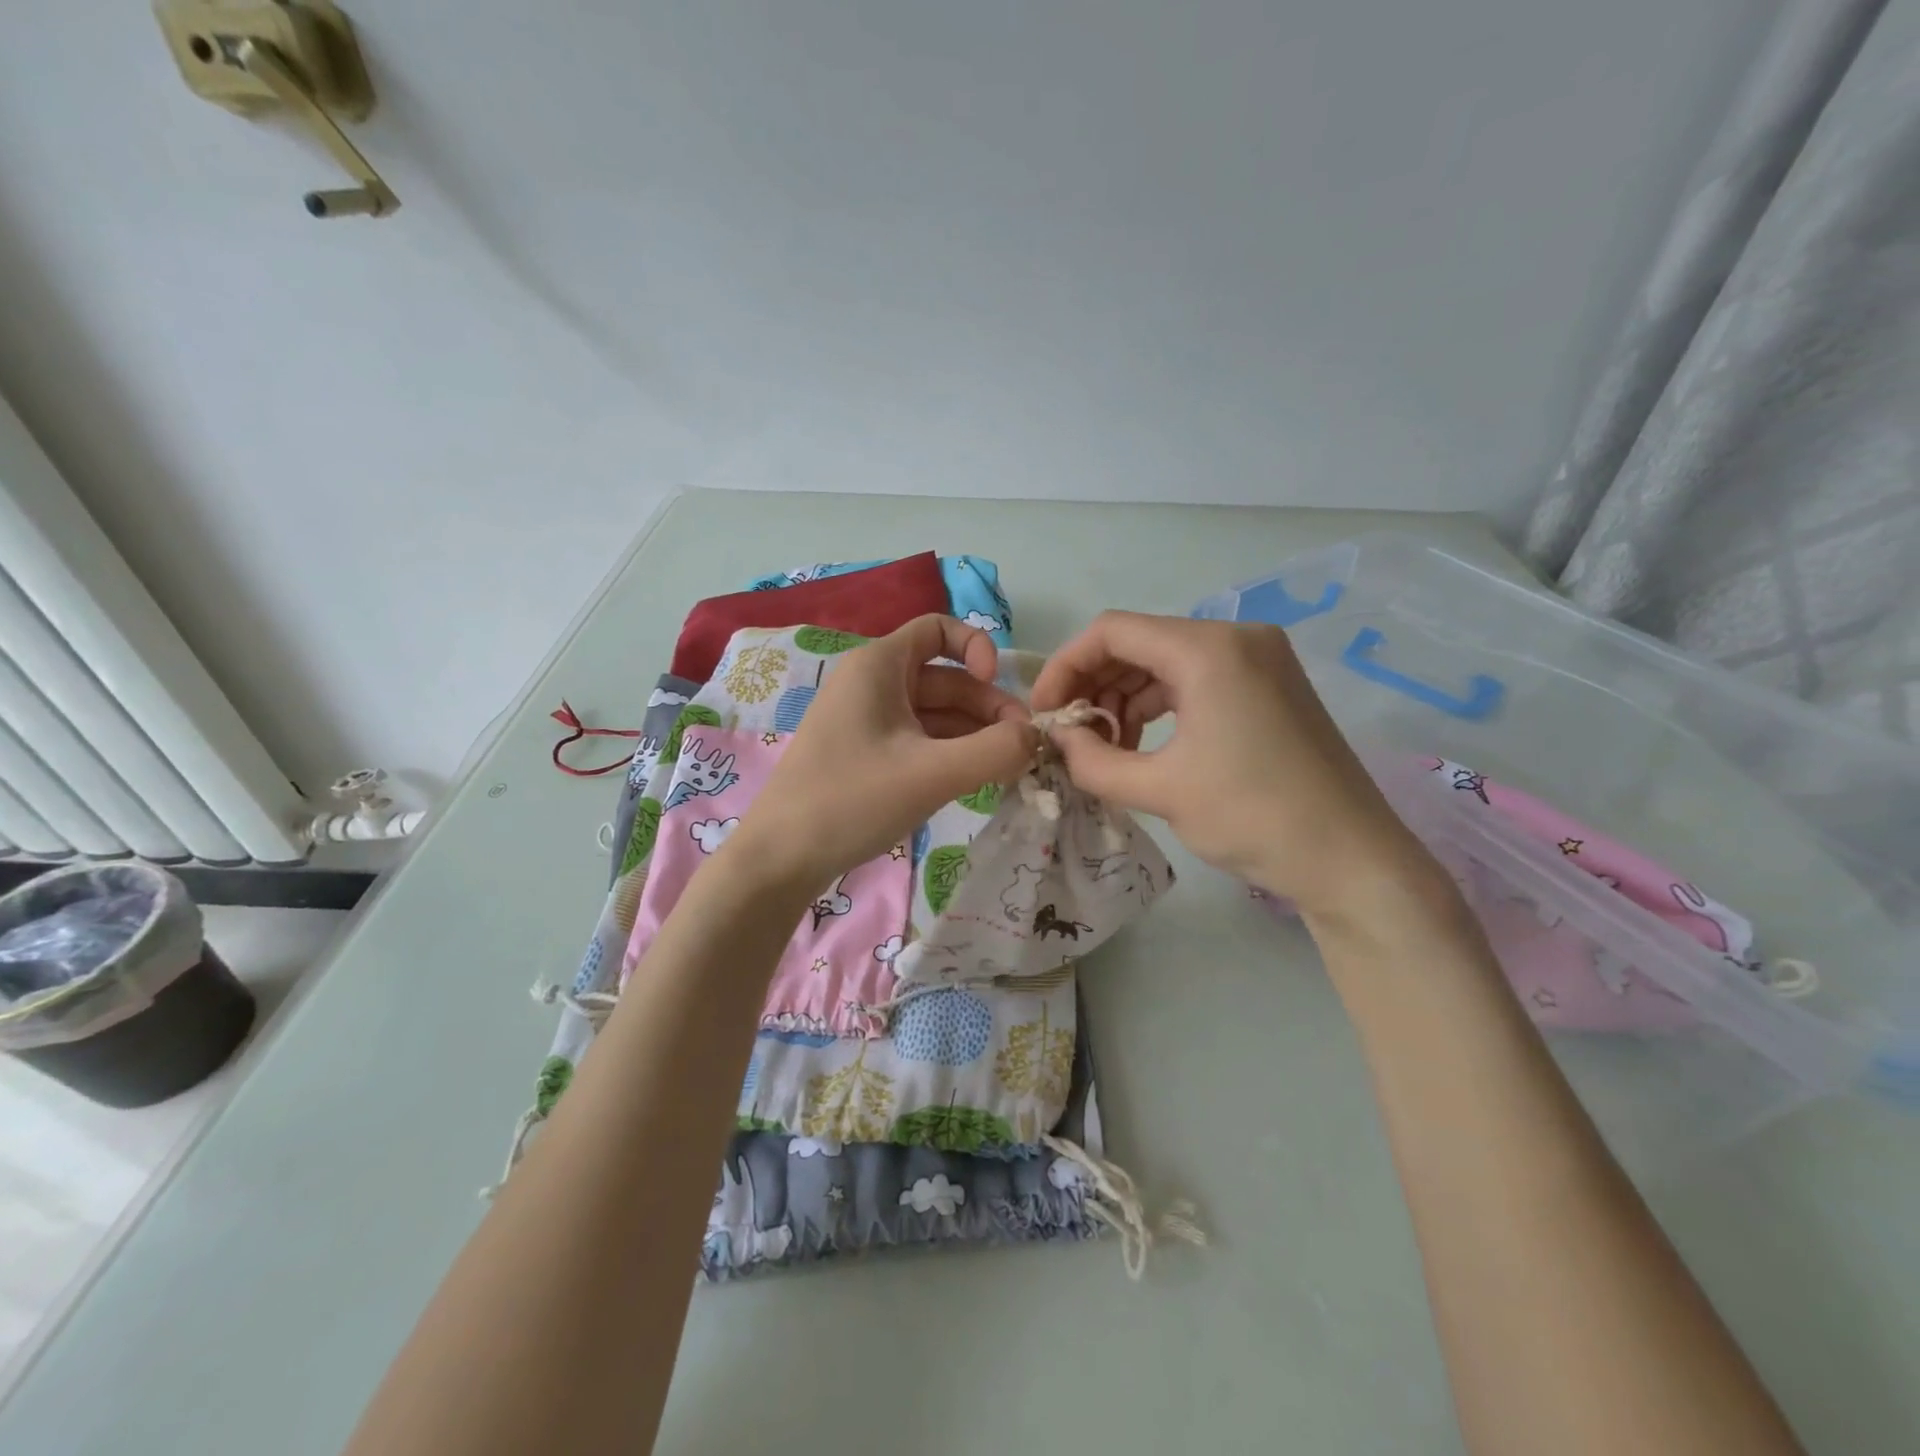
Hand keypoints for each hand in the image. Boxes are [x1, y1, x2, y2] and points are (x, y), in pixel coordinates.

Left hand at [728, 615, 1038, 887]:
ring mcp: (867, 722)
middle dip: (987, 707)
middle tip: (1023, 747)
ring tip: (1009, 769)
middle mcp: (872, 684)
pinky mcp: (866, 755)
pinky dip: (950, 753)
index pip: (938, 629)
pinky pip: (919, 741)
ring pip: (935, 714)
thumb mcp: (932, 773)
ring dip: (974, 734)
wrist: (780, 858)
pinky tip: (976, 780)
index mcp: (879, 665)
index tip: (997, 686)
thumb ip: (996, 750)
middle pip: (945, 679)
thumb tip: (1037, 737)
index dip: (976, 647)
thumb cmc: (852, 800)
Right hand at [1030, 611, 1435, 918]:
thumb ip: (1093, 760)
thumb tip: (1057, 739)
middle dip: (1094, 684)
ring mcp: (1259, 659)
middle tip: (1070, 734)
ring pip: (1165, 661)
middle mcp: (1236, 637)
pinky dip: (1160, 705)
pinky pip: (1196, 679)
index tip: (1044, 713)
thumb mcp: (1160, 790)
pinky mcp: (1269, 685)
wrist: (1352, 860)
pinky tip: (1144, 743)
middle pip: (1139, 642)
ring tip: (1106, 747)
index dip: (1065, 666)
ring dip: (1125, 698)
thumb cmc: (1253, 817)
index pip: (1111, 631)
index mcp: (1209, 649)